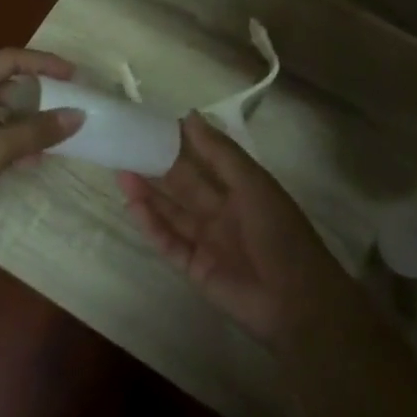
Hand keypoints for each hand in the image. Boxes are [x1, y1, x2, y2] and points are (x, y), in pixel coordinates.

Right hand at [116, 114, 349, 344]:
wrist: (295, 299)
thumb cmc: (279, 232)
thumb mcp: (253, 183)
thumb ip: (220, 152)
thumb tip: (189, 116)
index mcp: (241, 188)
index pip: (205, 160)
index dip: (181, 143)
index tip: (152, 125)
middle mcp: (222, 211)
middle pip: (184, 185)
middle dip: (157, 167)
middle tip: (126, 147)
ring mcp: (207, 241)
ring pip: (171, 212)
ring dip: (147, 194)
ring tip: (120, 172)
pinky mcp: (194, 267)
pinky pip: (168, 242)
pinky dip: (151, 225)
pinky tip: (132, 206)